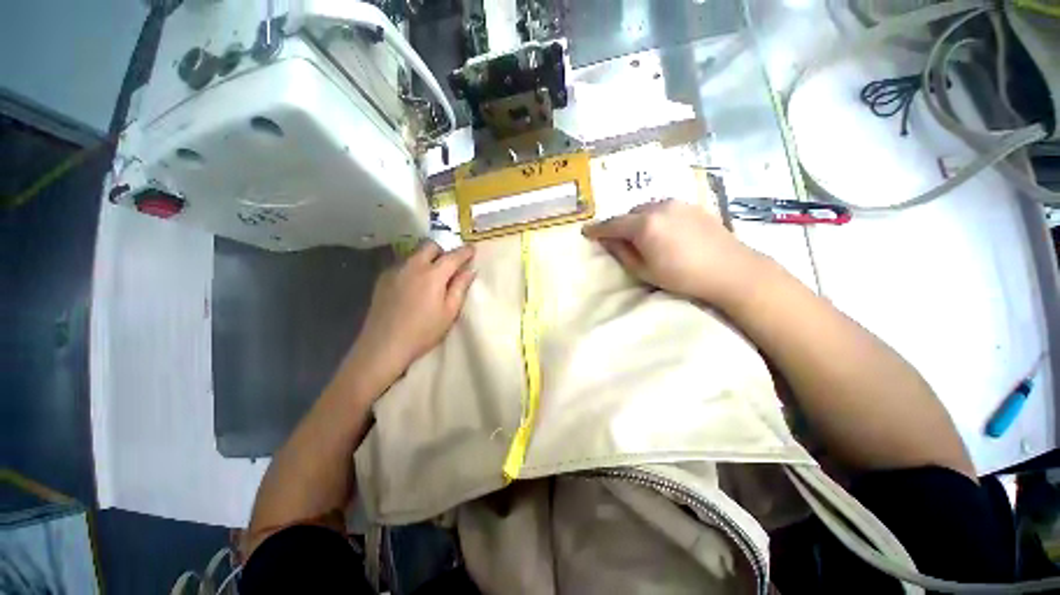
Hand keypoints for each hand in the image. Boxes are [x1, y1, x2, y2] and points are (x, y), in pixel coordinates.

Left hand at [344, 242, 475, 393]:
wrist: (384, 345)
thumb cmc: (423, 332)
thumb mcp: (449, 312)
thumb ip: (460, 287)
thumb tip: (470, 270)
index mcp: (433, 274)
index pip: (453, 256)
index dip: (465, 251)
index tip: (472, 249)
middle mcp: (413, 266)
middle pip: (430, 246)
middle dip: (443, 251)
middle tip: (450, 265)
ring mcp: (395, 270)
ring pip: (415, 254)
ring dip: (427, 258)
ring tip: (431, 276)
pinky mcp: (382, 279)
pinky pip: (402, 264)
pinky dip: (413, 267)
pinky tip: (413, 285)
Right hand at [582, 199, 765, 305]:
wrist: (730, 270)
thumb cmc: (682, 276)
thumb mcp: (644, 270)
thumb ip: (622, 253)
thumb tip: (607, 241)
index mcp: (644, 224)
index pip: (612, 224)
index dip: (597, 229)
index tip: (586, 232)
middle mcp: (658, 207)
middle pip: (629, 213)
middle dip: (620, 225)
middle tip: (617, 239)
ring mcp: (677, 203)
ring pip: (646, 208)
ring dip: (637, 220)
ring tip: (640, 235)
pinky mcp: (691, 205)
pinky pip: (663, 208)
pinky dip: (654, 217)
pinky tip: (662, 231)